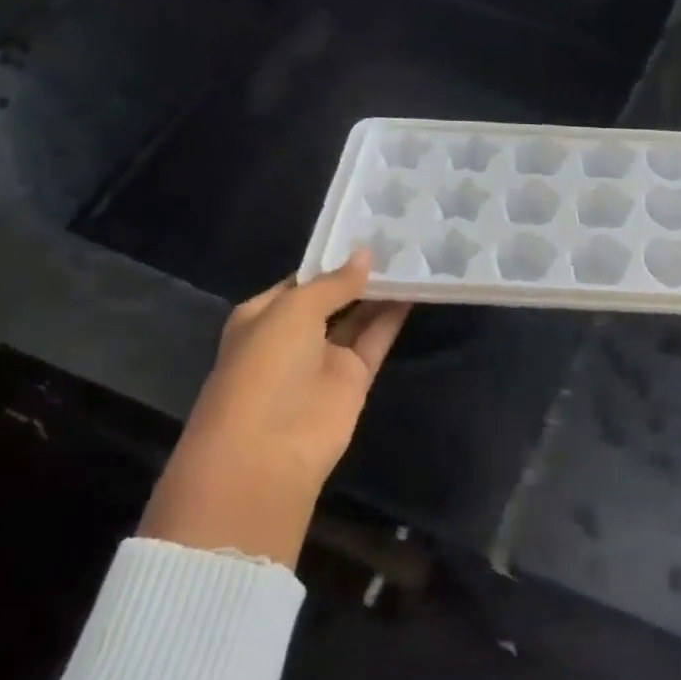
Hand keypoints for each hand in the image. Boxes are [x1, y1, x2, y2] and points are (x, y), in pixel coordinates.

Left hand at [139, 249, 409, 567]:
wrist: (268, 449)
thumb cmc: (265, 367)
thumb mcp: (292, 311)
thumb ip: (333, 283)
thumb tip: (366, 255)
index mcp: (264, 314)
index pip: (303, 279)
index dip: (333, 258)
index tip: (367, 231)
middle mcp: (294, 334)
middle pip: (334, 296)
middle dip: (360, 273)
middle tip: (398, 238)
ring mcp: (325, 357)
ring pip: (358, 316)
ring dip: (381, 292)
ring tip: (413, 256)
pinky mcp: (354, 377)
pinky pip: (376, 338)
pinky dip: (393, 317)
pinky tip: (416, 289)